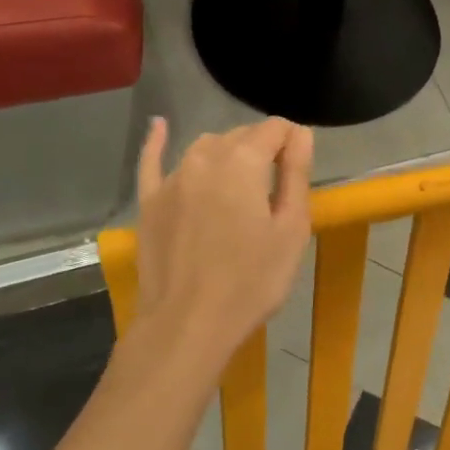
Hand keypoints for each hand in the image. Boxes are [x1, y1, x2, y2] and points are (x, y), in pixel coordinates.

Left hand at [133, 117, 313, 358]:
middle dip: (261, 148)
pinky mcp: (149, 201)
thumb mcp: (291, 230)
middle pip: (239, 135)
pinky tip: (159, 126)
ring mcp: (171, 179)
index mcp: (243, 162)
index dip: (293, 142)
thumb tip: (301, 134)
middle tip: (275, 187)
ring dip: (226, 154)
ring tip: (239, 184)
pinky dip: (158, 141)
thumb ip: (296, 175)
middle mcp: (204, 158)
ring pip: (204, 148)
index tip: (299, 169)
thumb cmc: (252, 280)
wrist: (188, 323)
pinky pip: (153, 161)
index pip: (275, 129)